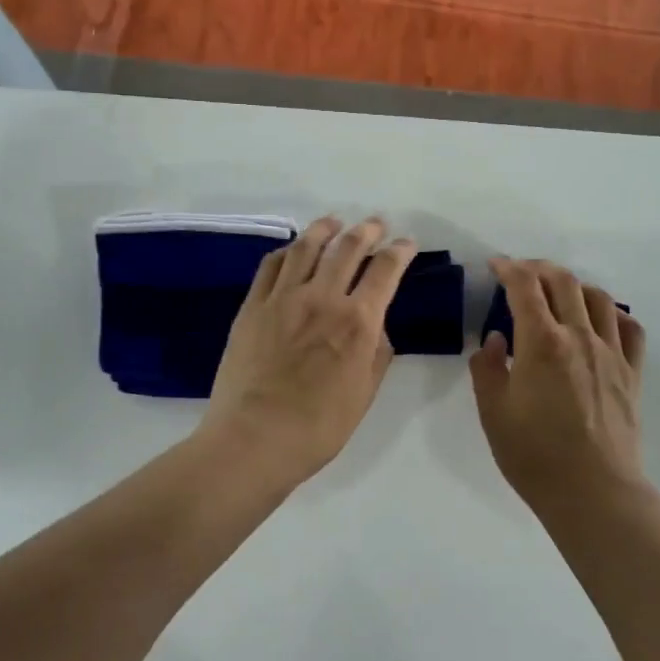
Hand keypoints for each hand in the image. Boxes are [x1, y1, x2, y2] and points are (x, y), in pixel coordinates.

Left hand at [200, 217, 416, 483]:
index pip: (385, 271)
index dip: (400, 251)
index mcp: (357, 322)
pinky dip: (288, 251)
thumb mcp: (364, 394)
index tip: (407, 244)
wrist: (254, 438)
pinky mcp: (252, 306)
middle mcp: (322, 298)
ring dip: (325, 229)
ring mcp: (283, 298)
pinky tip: (294, 250)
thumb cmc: (317, 428)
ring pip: (307, 247)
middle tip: (375, 224)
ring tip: (334, 222)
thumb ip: (376, 354)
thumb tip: (375, 326)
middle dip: (367, 231)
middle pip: (348, 248)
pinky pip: (271, 265)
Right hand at [469, 257, 648, 516]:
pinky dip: (613, 313)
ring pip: (598, 298)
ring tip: (559, 294)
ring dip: (574, 285)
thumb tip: (496, 340)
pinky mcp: (631, 373)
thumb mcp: (492, 412)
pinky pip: (630, 328)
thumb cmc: (534, 455)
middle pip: (563, 282)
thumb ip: (487, 368)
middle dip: (539, 268)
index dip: (509, 268)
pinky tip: (601, 321)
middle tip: (521, 273)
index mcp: (541, 343)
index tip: (496, 265)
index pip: (524, 287)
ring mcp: (611, 353)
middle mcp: (579, 337)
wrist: (593, 492)